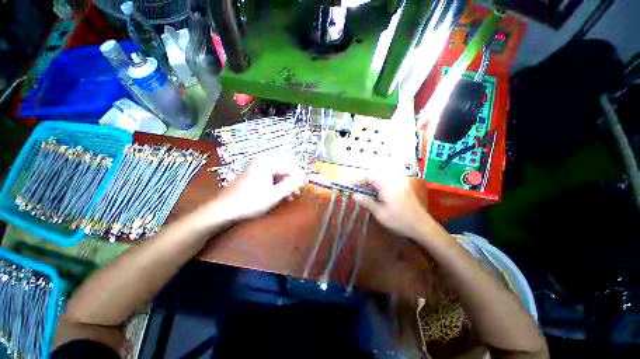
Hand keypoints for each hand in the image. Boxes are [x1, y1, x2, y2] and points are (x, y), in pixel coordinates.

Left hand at [214, 159, 305, 220]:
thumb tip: (302, 179)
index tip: (303, 187)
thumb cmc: (251, 202)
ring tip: (290, 197)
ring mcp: (255, 169)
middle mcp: (261, 163)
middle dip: (291, 182)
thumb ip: (290, 185)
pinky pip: (269, 179)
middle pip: (282, 170)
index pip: (289, 167)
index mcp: (266, 163)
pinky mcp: (252, 177)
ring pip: (276, 175)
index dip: (298, 177)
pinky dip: (275, 187)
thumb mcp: (275, 195)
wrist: (223, 210)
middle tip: (297, 194)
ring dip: (284, 186)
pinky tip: (279, 196)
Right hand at [353, 173, 432, 239]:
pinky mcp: (402, 186)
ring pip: (380, 178)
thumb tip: (353, 195)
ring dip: (370, 183)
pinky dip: (378, 186)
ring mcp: (399, 182)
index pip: (368, 176)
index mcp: (387, 184)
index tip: (350, 187)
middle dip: (363, 181)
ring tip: (364, 193)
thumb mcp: (380, 213)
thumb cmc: (400, 221)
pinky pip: (387, 181)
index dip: (357, 180)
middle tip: (356, 191)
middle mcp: (393, 180)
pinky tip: (376, 194)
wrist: (422, 226)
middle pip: (374, 175)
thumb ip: (366, 202)